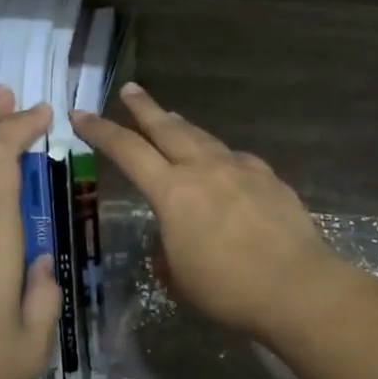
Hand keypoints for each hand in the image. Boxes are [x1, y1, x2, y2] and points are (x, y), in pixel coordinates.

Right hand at [74, 84, 347, 340]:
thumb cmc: (228, 289)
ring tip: (172, 118)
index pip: (127, 151)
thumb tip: (171, 238)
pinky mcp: (268, 177)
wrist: (297, 286)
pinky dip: (220, 157)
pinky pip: (235, 159)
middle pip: (167, 127)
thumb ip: (168, 249)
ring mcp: (240, 168)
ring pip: (203, 138)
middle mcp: (204, 168)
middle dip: (144, 108)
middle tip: (129, 90)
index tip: (81, 114)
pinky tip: (223, 166)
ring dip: (182, 127)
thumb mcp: (180, 276)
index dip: (100, 131)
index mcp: (173, 191)